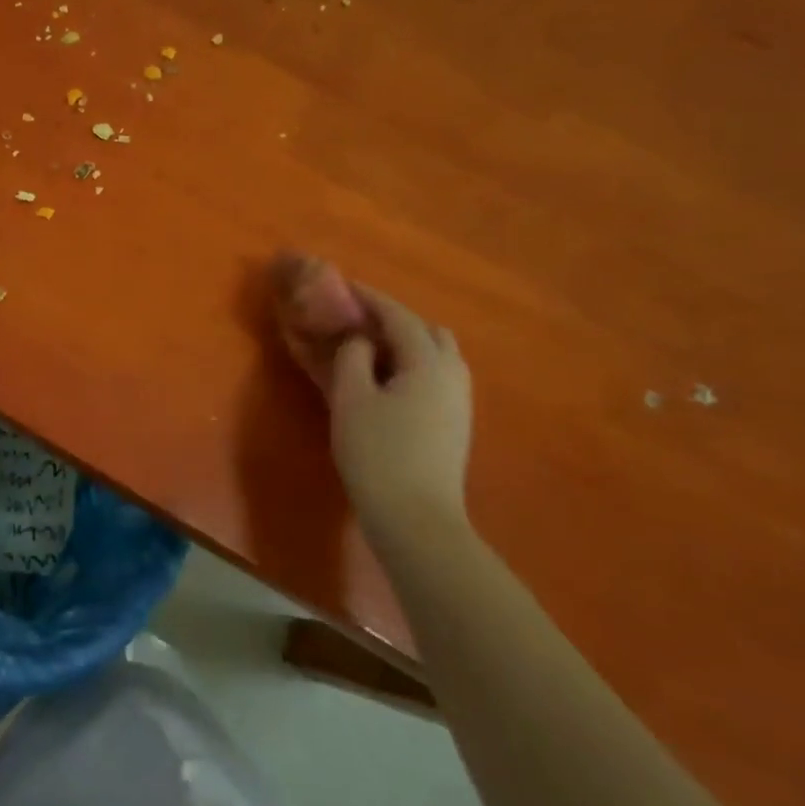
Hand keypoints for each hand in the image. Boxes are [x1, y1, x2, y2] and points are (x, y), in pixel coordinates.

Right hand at [273, 254, 472, 540]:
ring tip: (371, 351)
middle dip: (395, 320)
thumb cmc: (377, 454)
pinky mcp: (455, 425)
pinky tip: (387, 383)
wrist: (416, 519)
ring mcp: (459, 402)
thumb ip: (353, 358)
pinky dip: (412, 366)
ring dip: (406, 344)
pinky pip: (435, 377)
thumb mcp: (351, 399)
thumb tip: (362, 341)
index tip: (345, 286)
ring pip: (437, 356)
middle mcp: (453, 375)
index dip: (371, 298)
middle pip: (428, 331)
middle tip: (359, 323)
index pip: (399, 316)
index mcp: (429, 362)